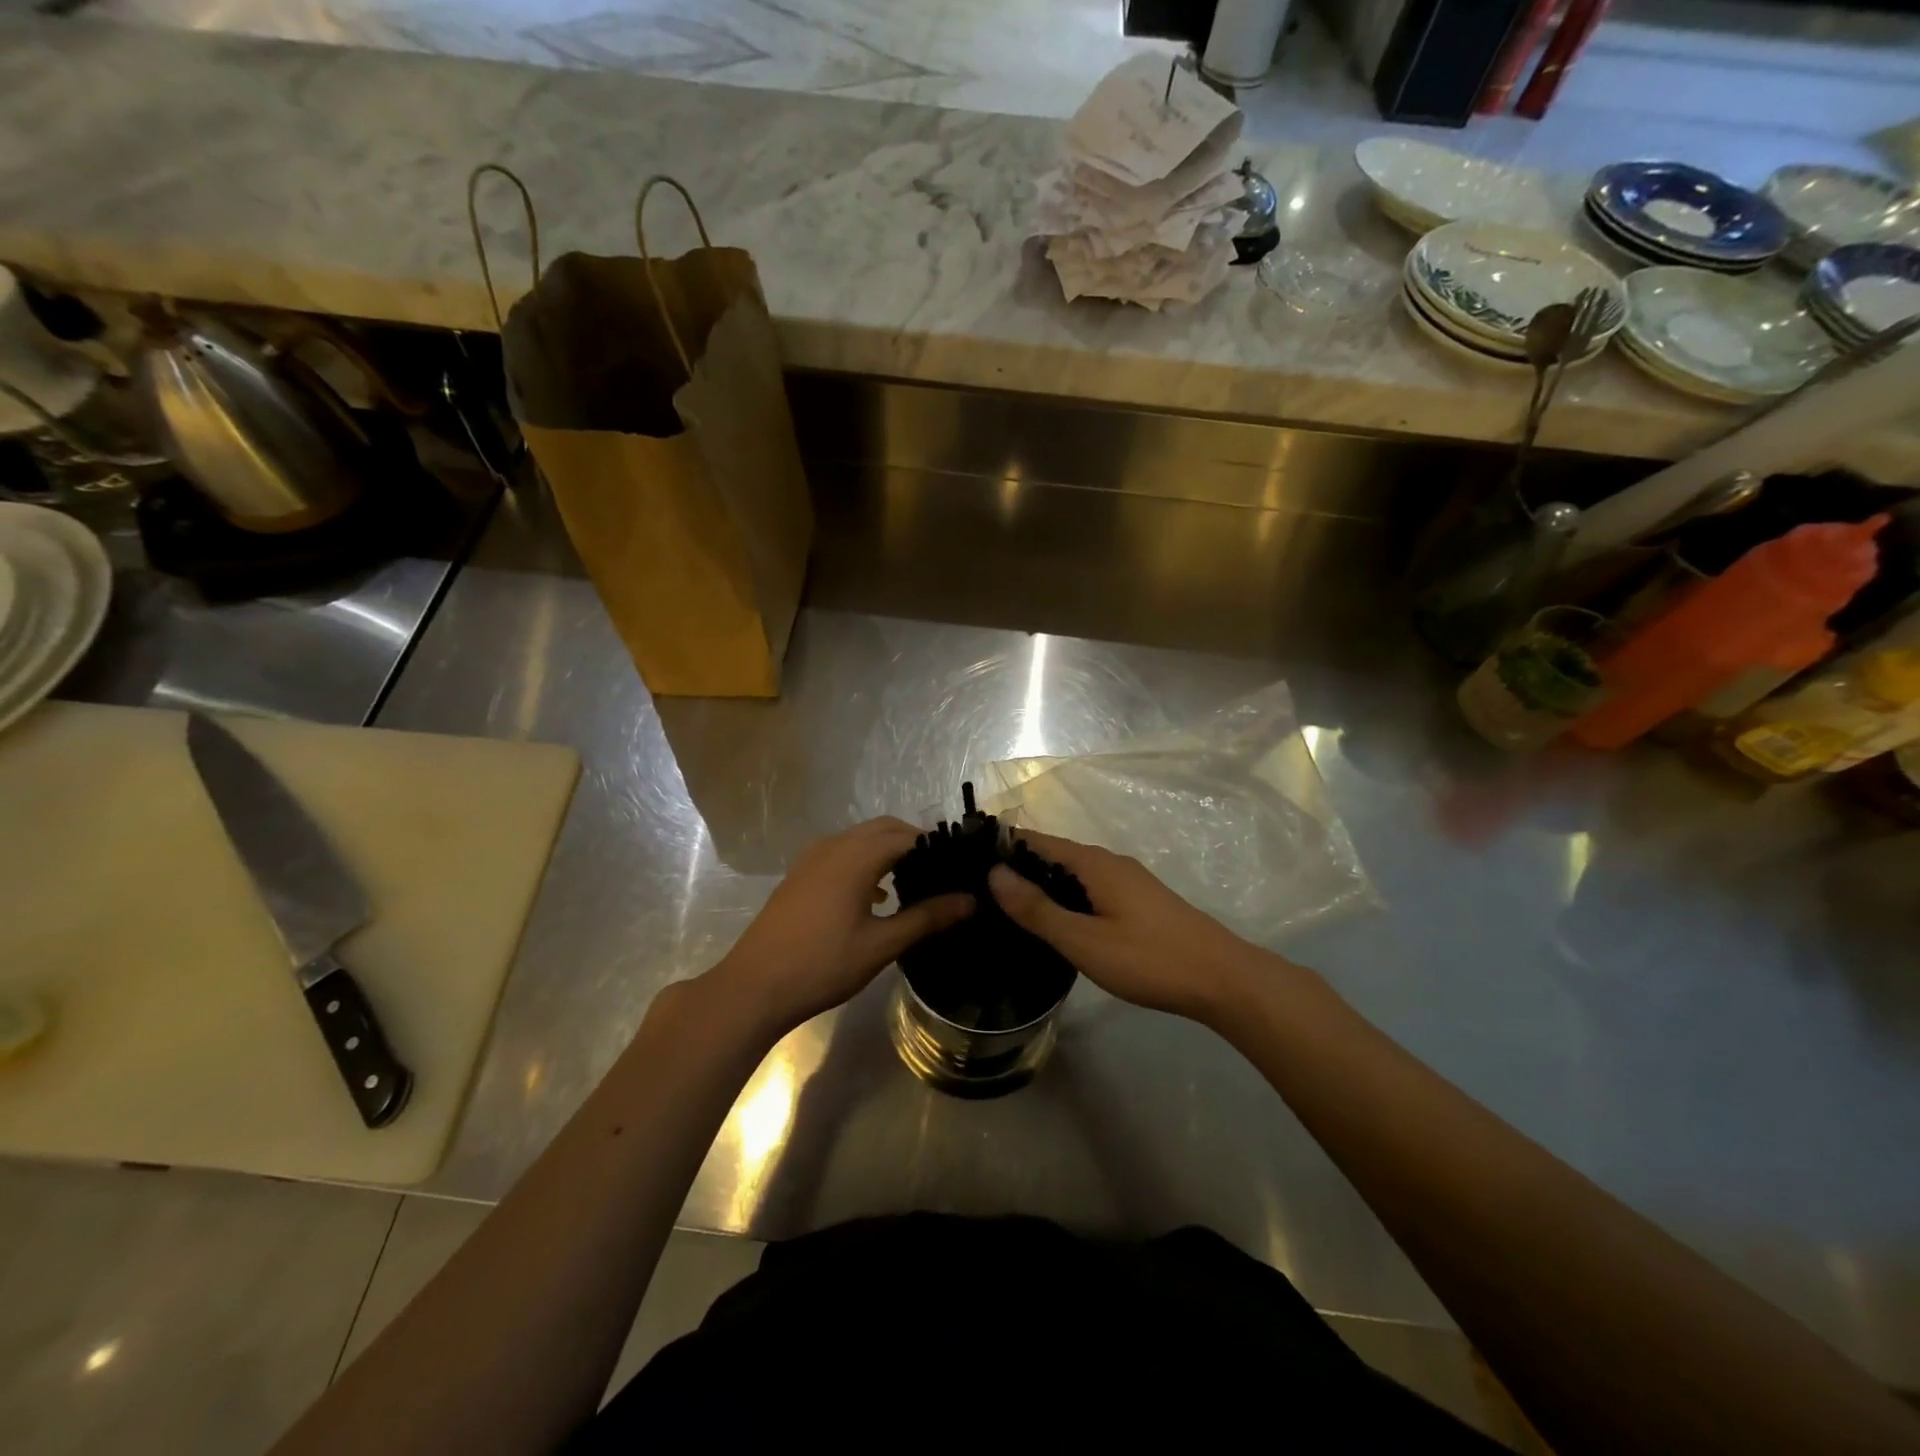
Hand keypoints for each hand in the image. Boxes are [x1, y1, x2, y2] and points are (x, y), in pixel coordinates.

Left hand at [707, 818, 972, 1037]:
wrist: (755, 985)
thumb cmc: (823, 964)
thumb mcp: (881, 944)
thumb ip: (926, 918)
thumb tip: (969, 901)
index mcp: (856, 856)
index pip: (907, 836)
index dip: (936, 845)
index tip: (960, 865)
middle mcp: (834, 846)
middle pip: (884, 828)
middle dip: (914, 842)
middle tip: (942, 871)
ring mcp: (812, 858)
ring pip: (860, 838)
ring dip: (888, 849)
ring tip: (914, 881)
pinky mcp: (800, 874)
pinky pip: (842, 852)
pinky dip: (865, 860)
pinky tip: (877, 894)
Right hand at [988, 830, 1269, 1022]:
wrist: (1224, 980)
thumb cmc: (1149, 958)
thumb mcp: (1084, 939)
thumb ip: (1038, 908)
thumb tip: (994, 873)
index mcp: (1094, 863)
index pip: (1036, 841)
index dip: (1002, 847)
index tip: (966, 863)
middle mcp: (1109, 863)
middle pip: (1053, 856)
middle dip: (1018, 869)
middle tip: (978, 895)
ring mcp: (1128, 883)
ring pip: (1073, 876)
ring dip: (1042, 887)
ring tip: (1006, 912)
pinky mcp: (1139, 904)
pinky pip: (1090, 891)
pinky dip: (1066, 900)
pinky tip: (1055, 926)